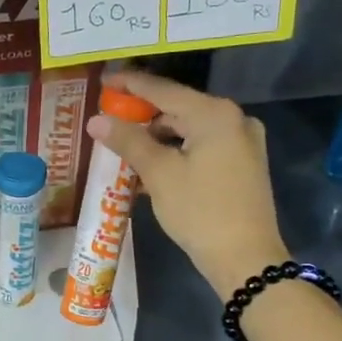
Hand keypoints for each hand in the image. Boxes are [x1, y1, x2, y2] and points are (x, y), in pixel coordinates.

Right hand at [89, 69, 289, 297]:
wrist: (245, 259)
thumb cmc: (200, 211)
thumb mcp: (159, 174)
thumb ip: (128, 141)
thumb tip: (96, 120)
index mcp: (214, 114)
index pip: (162, 90)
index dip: (129, 85)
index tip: (103, 82)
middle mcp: (233, 119)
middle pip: (178, 107)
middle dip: (142, 114)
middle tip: (109, 118)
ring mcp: (242, 142)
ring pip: (189, 128)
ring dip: (157, 135)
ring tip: (124, 144)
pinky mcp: (243, 163)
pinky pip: (202, 145)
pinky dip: (176, 150)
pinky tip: (152, 163)